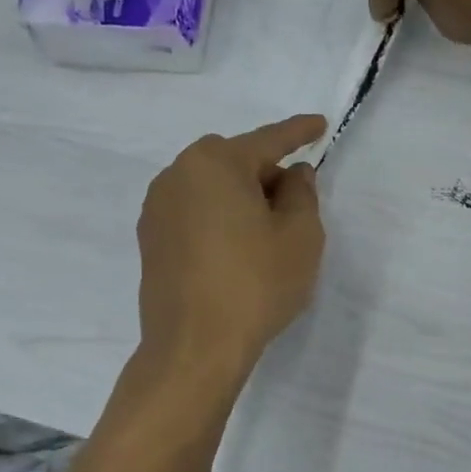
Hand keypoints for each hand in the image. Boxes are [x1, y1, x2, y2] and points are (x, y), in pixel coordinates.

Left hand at [137, 115, 327, 384]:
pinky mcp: (151, 239)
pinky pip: (194, 211)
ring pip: (211, 186)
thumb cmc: (256, 284)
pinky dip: (218, 218)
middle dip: (267, 174)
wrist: (195, 347)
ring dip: (241, 198)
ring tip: (265, 234)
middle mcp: (178, 174)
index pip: (268, 140)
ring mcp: (157, 207)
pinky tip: (235, 250)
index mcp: (216, 163)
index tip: (319, 124)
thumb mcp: (300, 236)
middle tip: (294, 206)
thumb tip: (291, 174)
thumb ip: (302, 193)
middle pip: (235, 161)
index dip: (299, 132)